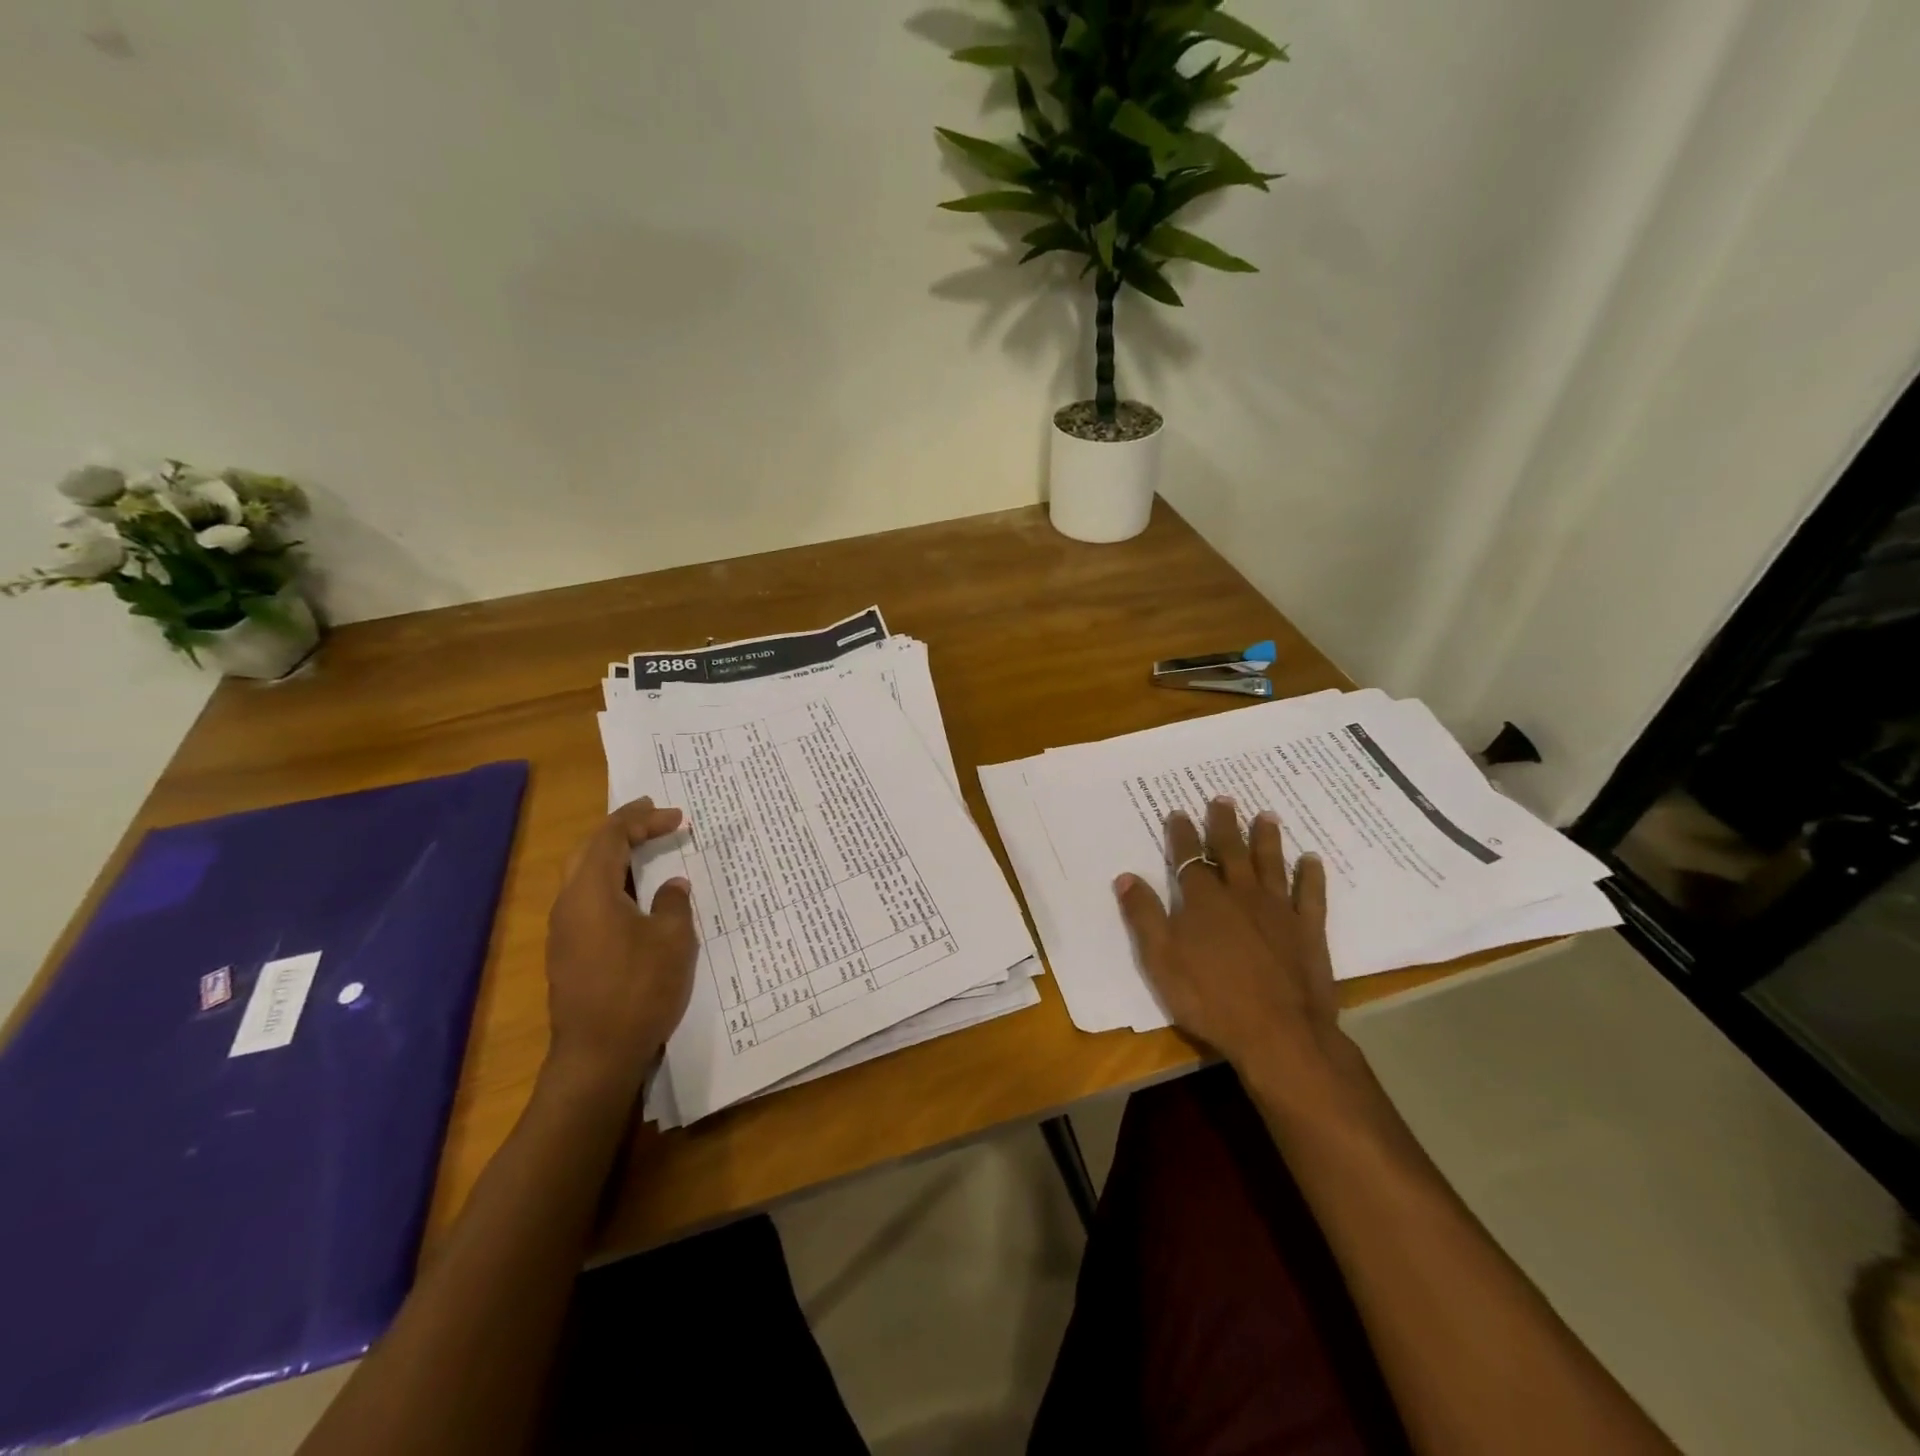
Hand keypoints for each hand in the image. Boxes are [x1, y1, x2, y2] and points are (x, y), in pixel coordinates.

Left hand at [543, 799, 697, 1097]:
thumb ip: (672, 903)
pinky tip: (634, 893)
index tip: (677, 816)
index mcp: (590, 891)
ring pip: (582, 874)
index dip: (644, 820)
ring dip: (613, 854)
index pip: (611, 837)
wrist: (597, 1054)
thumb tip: (671, 886)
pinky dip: (610, 880)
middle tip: (652, 815)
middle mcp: (568, 903)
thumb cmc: (639, 989)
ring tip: (645, 847)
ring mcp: (563, 929)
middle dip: (620, 827)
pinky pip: (586, 898)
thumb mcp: (672, 940)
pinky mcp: (567, 951)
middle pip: (588, 849)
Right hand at [1114, 797, 1343, 1072]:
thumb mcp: (1161, 960)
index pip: (1188, 857)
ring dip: (1267, 838)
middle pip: (1230, 850)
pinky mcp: (1308, 931)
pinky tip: (1312, 859)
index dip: (1181, 834)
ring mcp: (1278, 911)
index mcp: (1203, 901)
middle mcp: (1241, 895)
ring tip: (1266, 815)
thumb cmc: (1210, 998)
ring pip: (1271, 864)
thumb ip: (1143, 916)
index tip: (1178, 812)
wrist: (1278, 1033)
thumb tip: (1125, 877)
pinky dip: (1311, 875)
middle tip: (1223, 798)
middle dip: (1224, 824)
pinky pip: (1311, 895)